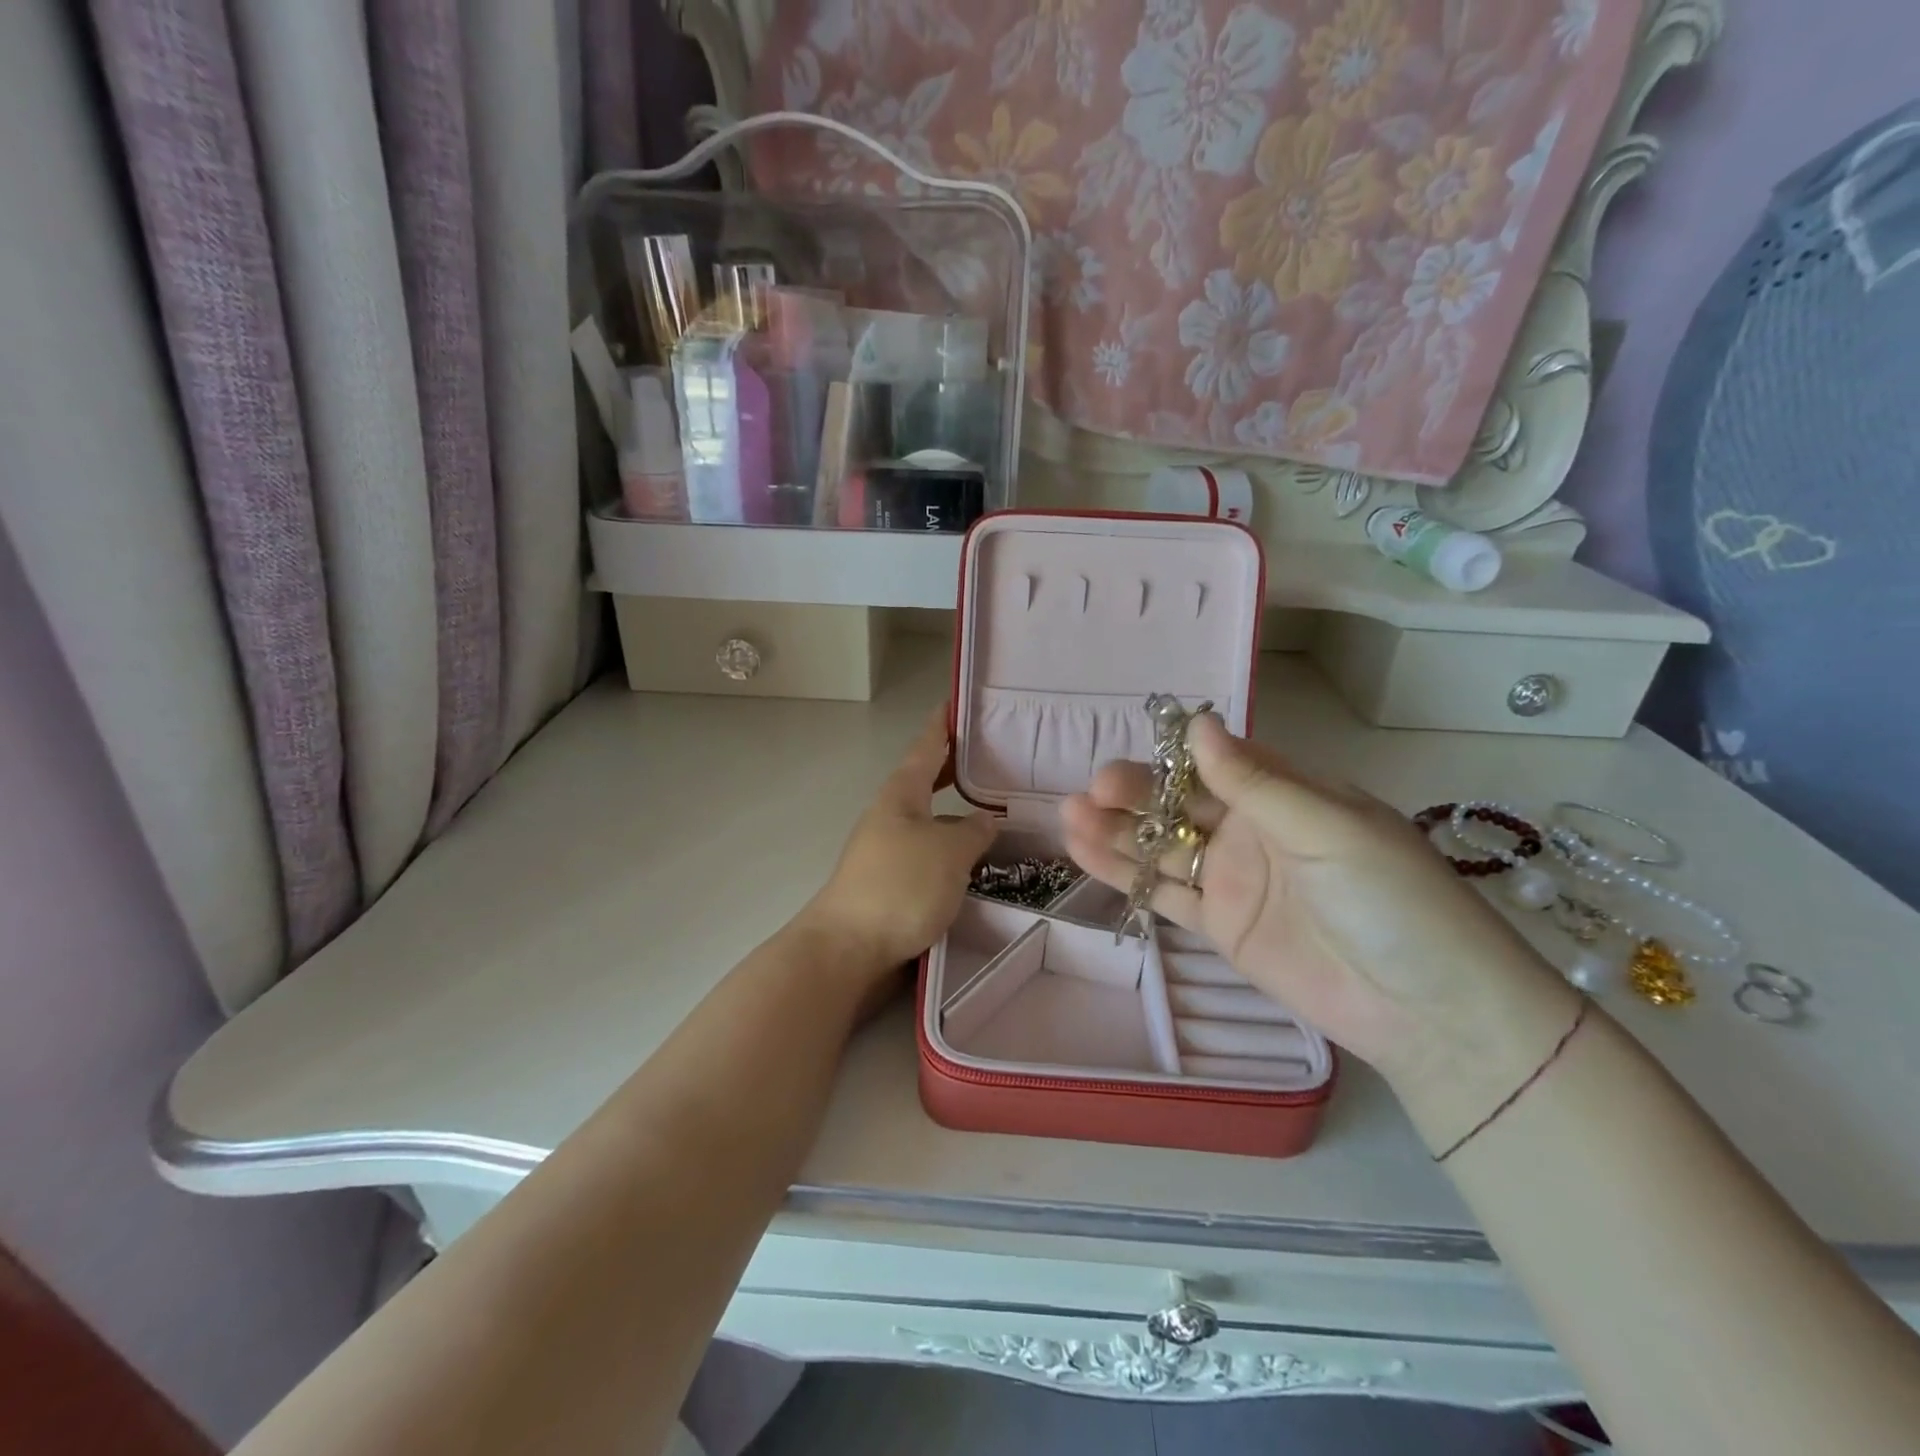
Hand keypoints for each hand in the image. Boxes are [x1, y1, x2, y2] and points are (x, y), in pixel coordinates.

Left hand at [801, 710, 997, 1006]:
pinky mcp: (892, 882)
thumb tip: (985, 820)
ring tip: (999, 810)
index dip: (944, 723)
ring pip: (931, 818)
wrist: (847, 949)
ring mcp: (889, 849)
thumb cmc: (900, 886)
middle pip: (928, 780)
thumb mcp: (948, 851)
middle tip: (997, 757)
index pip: (927, 746)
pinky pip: (930, 851)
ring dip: (959, 811)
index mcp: (902, 794)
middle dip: (958, 767)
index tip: (959, 700)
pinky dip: (954, 847)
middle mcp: (892, 815)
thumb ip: (974, 831)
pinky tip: (976, 861)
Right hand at [1061, 714, 1571, 1088]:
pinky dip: (1124, 874)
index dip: (1171, 757)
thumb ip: (1256, 782)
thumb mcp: (1327, 828)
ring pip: (1162, 846)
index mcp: (1287, 795)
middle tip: (1093, 791)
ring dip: (1117, 830)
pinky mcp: (1220, 925)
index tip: (1134, 754)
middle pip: (1180, 803)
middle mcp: (1253, 830)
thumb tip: (1199, 724)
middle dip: (1135, 794)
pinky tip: (1084, 853)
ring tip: (1069, 815)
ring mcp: (1232, 879)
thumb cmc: (1390, 900)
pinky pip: (1164, 893)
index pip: (1218, 762)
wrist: (1426, 1010)